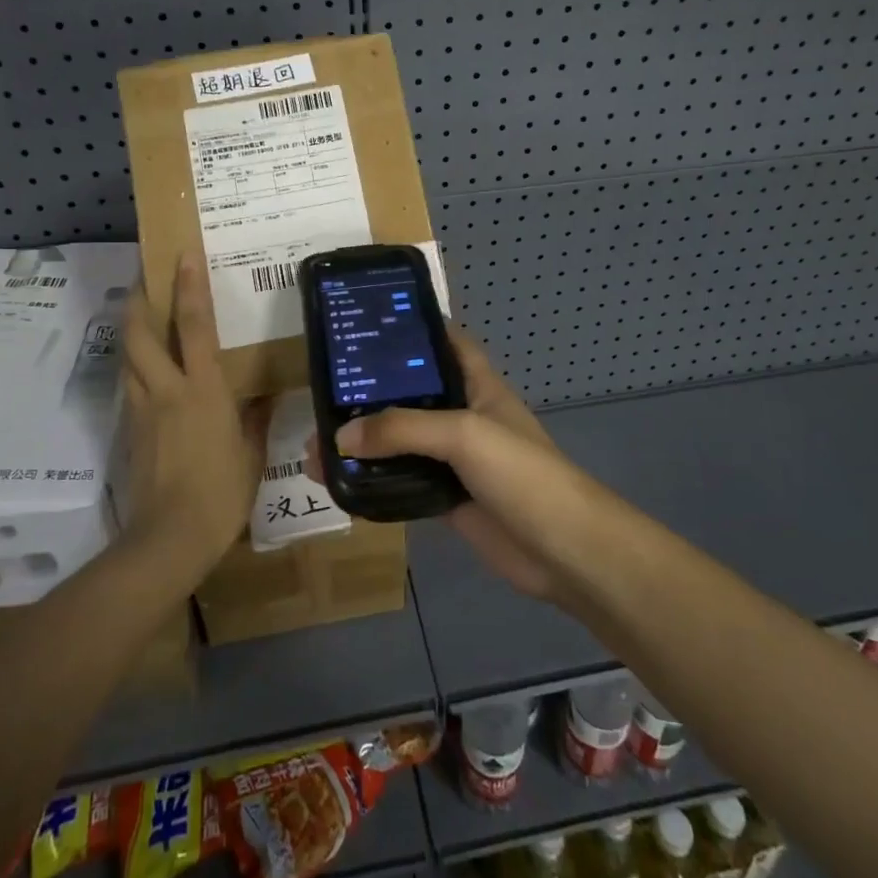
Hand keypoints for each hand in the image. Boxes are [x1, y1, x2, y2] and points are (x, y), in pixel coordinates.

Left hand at [122, 253, 264, 577]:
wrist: (169, 538)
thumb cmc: (221, 493)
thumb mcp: (250, 454)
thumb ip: (256, 419)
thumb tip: (265, 396)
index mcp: (202, 390)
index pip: (193, 326)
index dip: (188, 287)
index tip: (183, 255)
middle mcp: (166, 390)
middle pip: (139, 333)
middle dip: (137, 299)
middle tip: (143, 277)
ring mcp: (142, 409)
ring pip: (127, 357)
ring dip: (131, 329)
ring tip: (141, 314)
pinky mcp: (129, 430)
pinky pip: (129, 385)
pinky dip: (134, 365)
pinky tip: (147, 369)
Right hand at [306, 329, 604, 601]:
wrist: (563, 551)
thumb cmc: (521, 473)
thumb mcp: (463, 434)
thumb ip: (402, 429)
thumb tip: (340, 436)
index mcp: (477, 386)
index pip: (444, 344)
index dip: (412, 331)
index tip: (366, 326)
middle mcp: (464, 417)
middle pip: (411, 396)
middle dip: (370, 395)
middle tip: (321, 394)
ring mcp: (455, 461)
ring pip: (401, 444)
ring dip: (364, 444)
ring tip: (315, 446)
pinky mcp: (446, 499)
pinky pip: (402, 483)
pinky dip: (374, 482)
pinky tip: (339, 483)